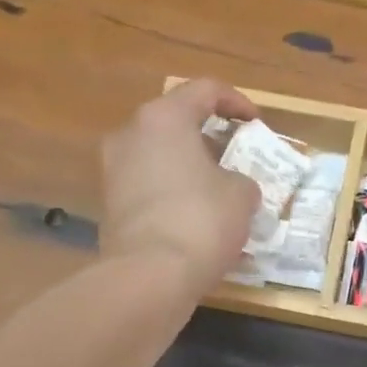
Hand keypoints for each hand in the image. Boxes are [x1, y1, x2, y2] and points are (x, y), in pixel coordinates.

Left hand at [101, 78, 262, 297]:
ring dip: (189, 169)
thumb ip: (241, 180)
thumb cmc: (201, 221)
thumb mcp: (241, 196)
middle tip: (235, 157)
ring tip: (218, 192)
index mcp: (163, 118)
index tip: (255, 123)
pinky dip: (173, 195)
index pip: (204, 90)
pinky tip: (197, 220)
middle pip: (175, 123)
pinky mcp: (110, 207)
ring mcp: (113, 172)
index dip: (236, 102)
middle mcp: (130, 135)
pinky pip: (149, 189)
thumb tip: (232, 187)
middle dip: (208, 138)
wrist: (149, 276)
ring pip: (159, 158)